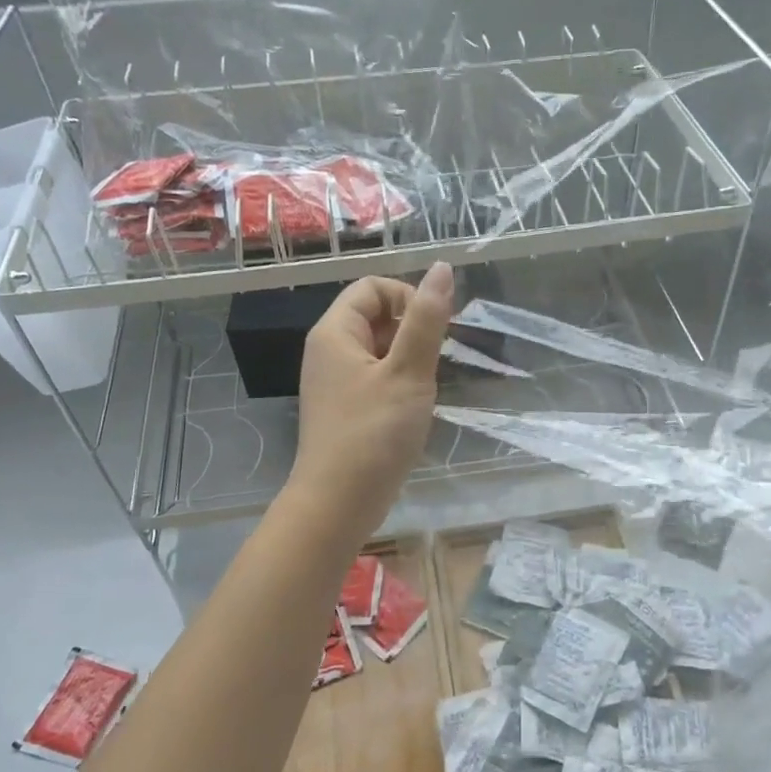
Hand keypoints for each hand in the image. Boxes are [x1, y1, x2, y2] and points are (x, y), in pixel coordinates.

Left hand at [288, 263, 452, 543]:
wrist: (338, 503)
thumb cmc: (374, 433)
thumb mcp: (408, 372)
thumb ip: (427, 320)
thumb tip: (442, 268)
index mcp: (334, 333)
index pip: (372, 288)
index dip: (408, 298)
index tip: (436, 330)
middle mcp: (328, 351)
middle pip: (374, 316)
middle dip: (411, 330)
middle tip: (433, 363)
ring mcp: (334, 382)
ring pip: (378, 350)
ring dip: (408, 359)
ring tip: (424, 388)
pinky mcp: (344, 409)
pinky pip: (374, 378)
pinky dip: (398, 383)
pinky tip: (412, 409)